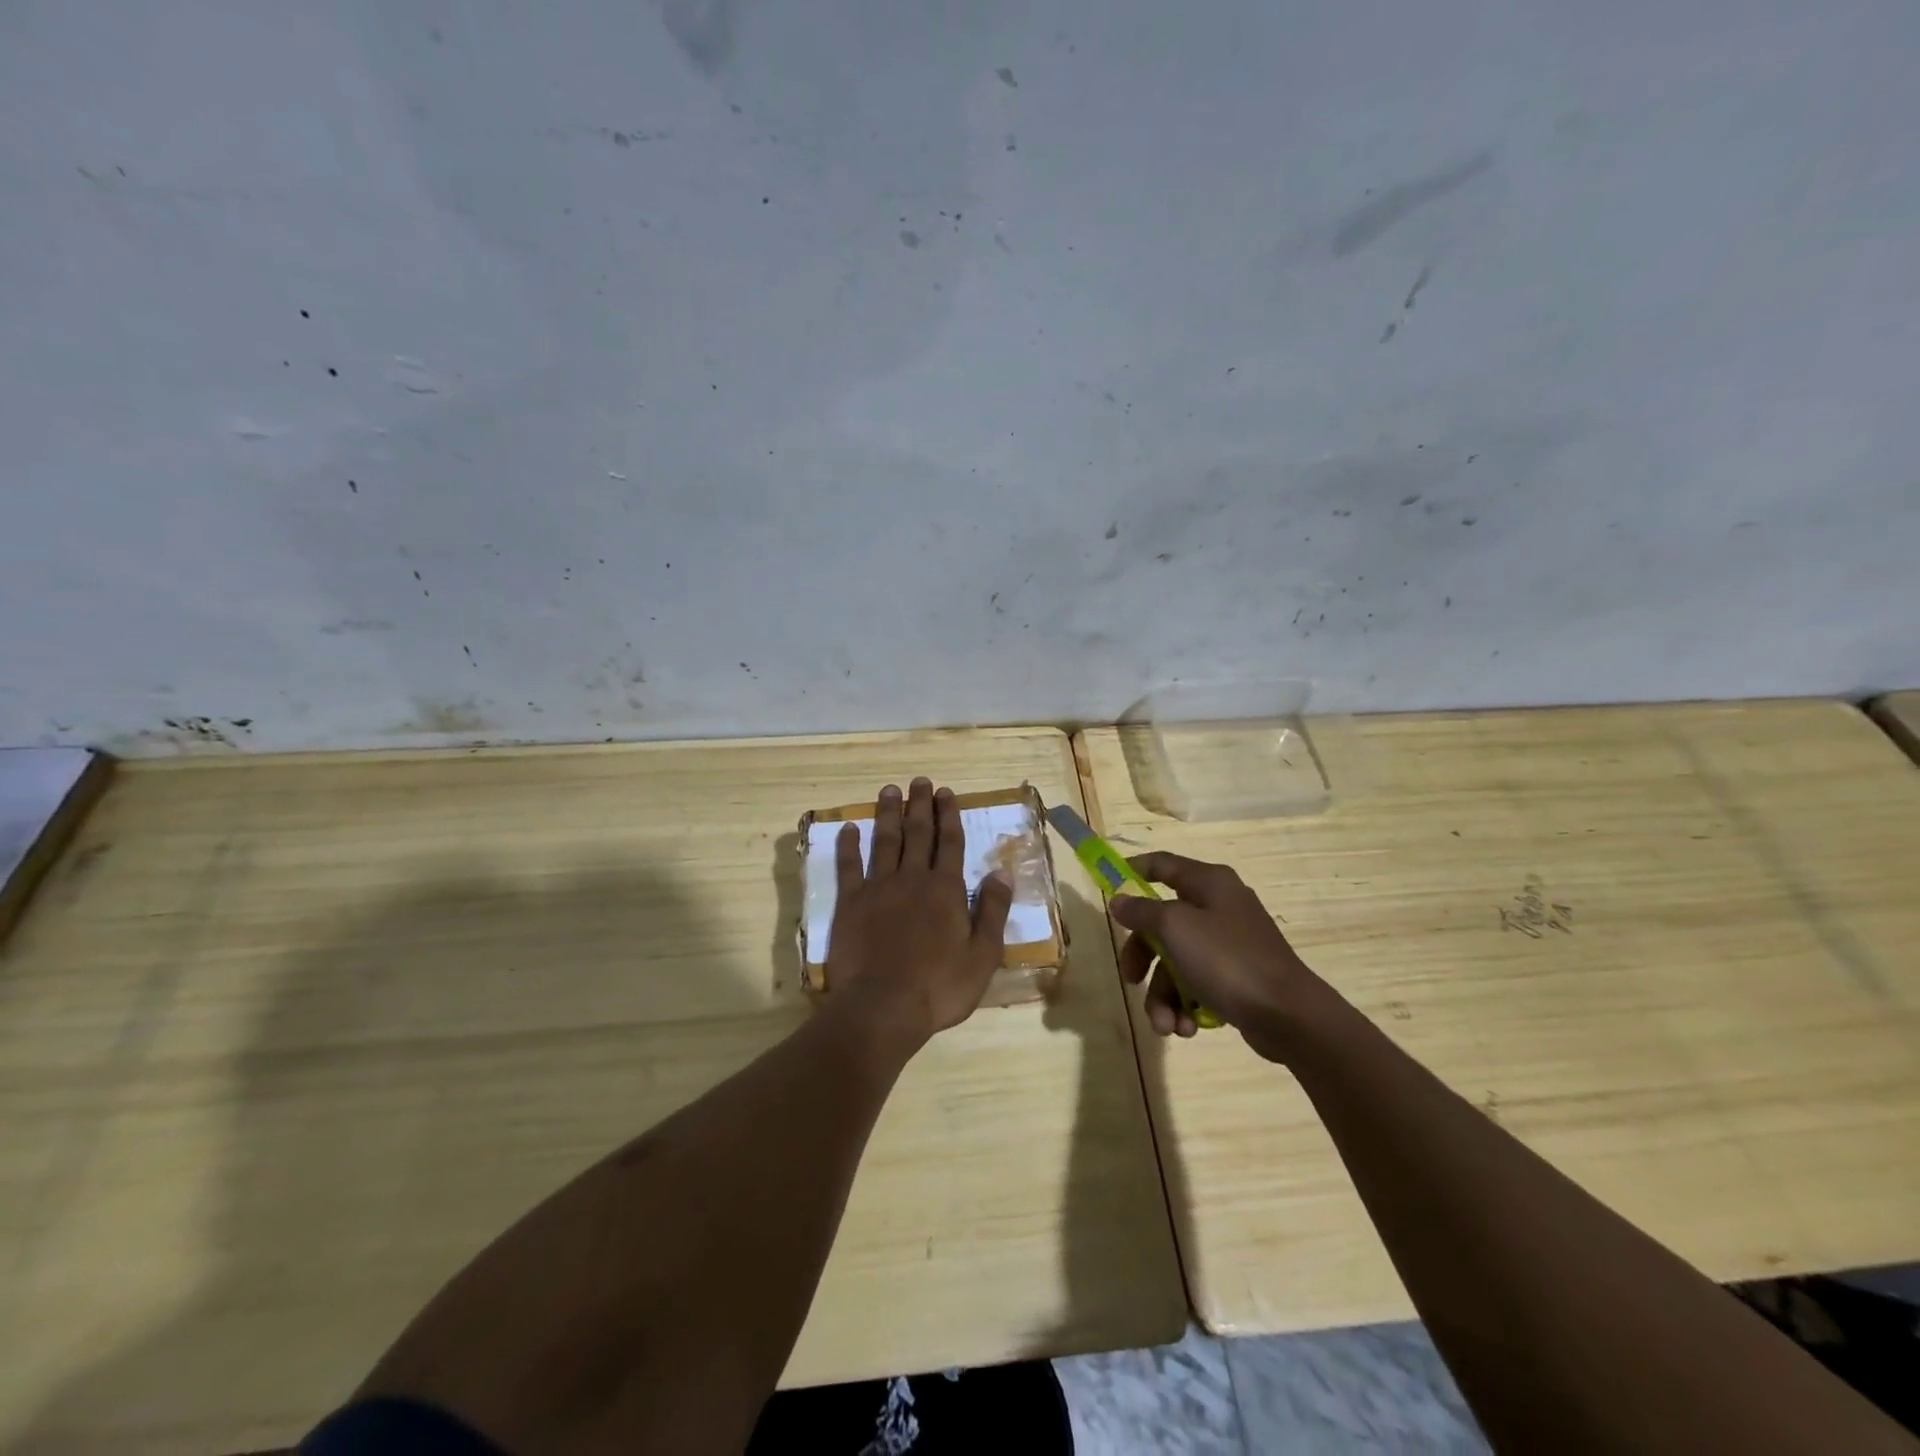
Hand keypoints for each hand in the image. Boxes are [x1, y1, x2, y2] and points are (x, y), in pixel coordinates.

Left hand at [824, 778, 1012, 1047]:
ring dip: (888, 814)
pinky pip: (848, 867)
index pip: (949, 843)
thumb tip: (1001, 872)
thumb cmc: (940, 987)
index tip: (945, 792)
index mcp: (945, 890)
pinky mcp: (850, 904)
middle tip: (920, 781)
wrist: (883, 1008)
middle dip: (920, 805)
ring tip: (889, 790)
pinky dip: (848, 845)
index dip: (948, 816)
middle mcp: (912, 879)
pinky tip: (849, 828)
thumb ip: (992, 911)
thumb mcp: (983, 955)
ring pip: (885, 841)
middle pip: (917, 833)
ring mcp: (878, 888)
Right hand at [1110, 852, 1323, 1059]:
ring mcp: (1229, 944)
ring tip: (1167, 1025)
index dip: (1132, 872)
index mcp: (1209, 883)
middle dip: (1144, 957)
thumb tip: (1119, 900)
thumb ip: (1142, 911)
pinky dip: (1186, 1005)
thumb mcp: (1176, 928)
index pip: (1161, 864)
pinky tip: (1188, 1028)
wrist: (1289, 1017)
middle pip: (1162, 923)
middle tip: (1131, 979)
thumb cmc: (1228, 960)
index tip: (1108, 892)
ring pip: (1176, 961)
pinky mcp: (1237, 977)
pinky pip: (1197, 984)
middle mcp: (1219, 907)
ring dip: (1164, 995)